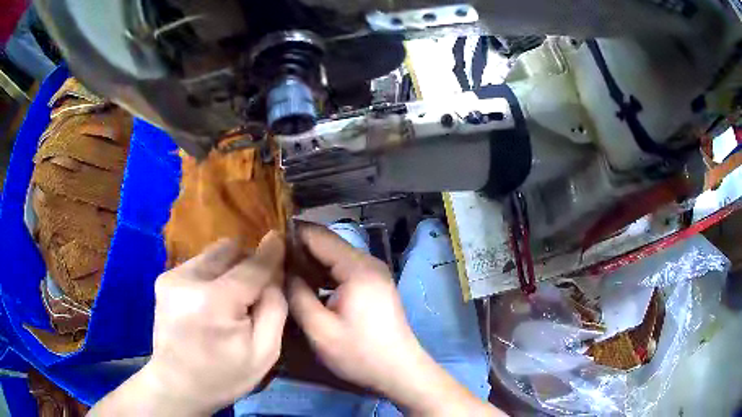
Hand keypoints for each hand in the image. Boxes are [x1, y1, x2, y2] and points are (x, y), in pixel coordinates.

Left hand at [91, 232, 287, 415]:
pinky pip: (200, 263)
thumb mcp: (265, 352)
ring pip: (214, 253)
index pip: (251, 266)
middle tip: (255, 288)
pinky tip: (212, 301)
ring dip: (230, 268)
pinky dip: (213, 274)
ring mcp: (172, 276)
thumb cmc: (225, 376)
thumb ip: (275, 306)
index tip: (282, 239)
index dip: (270, 252)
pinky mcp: (164, 278)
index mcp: (215, 302)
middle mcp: (188, 279)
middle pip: (230, 250)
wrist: (177, 385)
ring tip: (231, 297)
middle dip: (248, 262)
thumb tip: (275, 270)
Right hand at [288, 224, 504, 415]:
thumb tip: (281, 270)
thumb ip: (297, 294)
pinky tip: (306, 284)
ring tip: (282, 271)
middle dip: (298, 249)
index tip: (265, 243)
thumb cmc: (360, 353)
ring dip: (310, 262)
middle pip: (327, 244)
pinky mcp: (374, 285)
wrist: (400, 372)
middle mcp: (368, 262)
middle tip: (270, 259)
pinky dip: (323, 273)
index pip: (317, 235)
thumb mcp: (319, 329)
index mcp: (357, 268)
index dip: (290, 235)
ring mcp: (374, 273)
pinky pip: (343, 270)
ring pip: (334, 257)